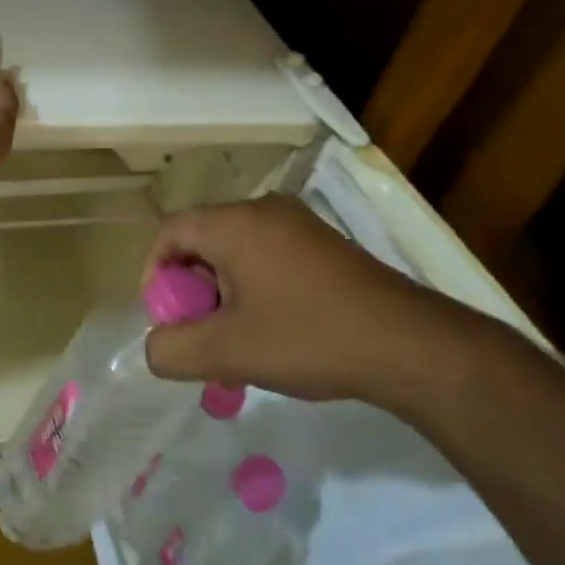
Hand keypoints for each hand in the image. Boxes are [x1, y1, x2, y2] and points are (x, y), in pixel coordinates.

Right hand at [142, 196, 499, 414]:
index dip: (155, 274)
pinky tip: (271, 333)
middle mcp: (265, 211)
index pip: (170, 232)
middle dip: (192, 291)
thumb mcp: (228, 353)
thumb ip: (172, 350)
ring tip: (235, 344)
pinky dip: (254, 290)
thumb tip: (156, 347)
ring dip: (223, 296)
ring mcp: (300, 225)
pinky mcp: (325, 245)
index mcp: (235, 223)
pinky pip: (269, 258)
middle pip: (203, 241)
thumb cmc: (308, 338)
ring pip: (237, 252)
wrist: (408, 345)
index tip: (167, 318)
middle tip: (200, 336)